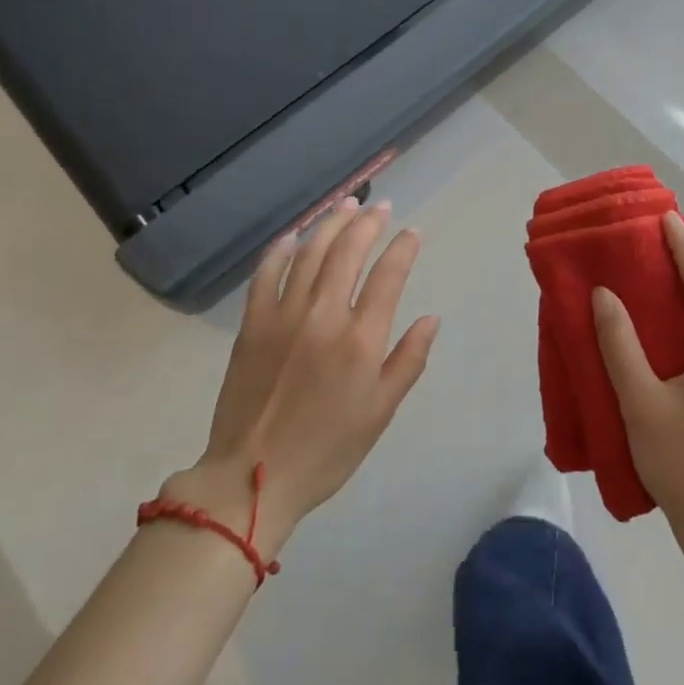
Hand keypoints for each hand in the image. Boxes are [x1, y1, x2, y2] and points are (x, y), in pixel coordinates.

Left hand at [164, 199, 439, 551]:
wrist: (251, 478)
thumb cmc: (327, 450)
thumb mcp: (381, 411)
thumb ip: (409, 360)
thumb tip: (432, 317)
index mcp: (360, 340)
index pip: (388, 275)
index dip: (403, 248)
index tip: (413, 232)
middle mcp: (323, 316)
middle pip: (348, 251)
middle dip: (368, 223)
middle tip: (381, 208)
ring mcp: (282, 315)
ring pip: (309, 253)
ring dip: (330, 224)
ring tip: (346, 206)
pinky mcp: (251, 324)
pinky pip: (266, 274)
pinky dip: (280, 250)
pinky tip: (293, 236)